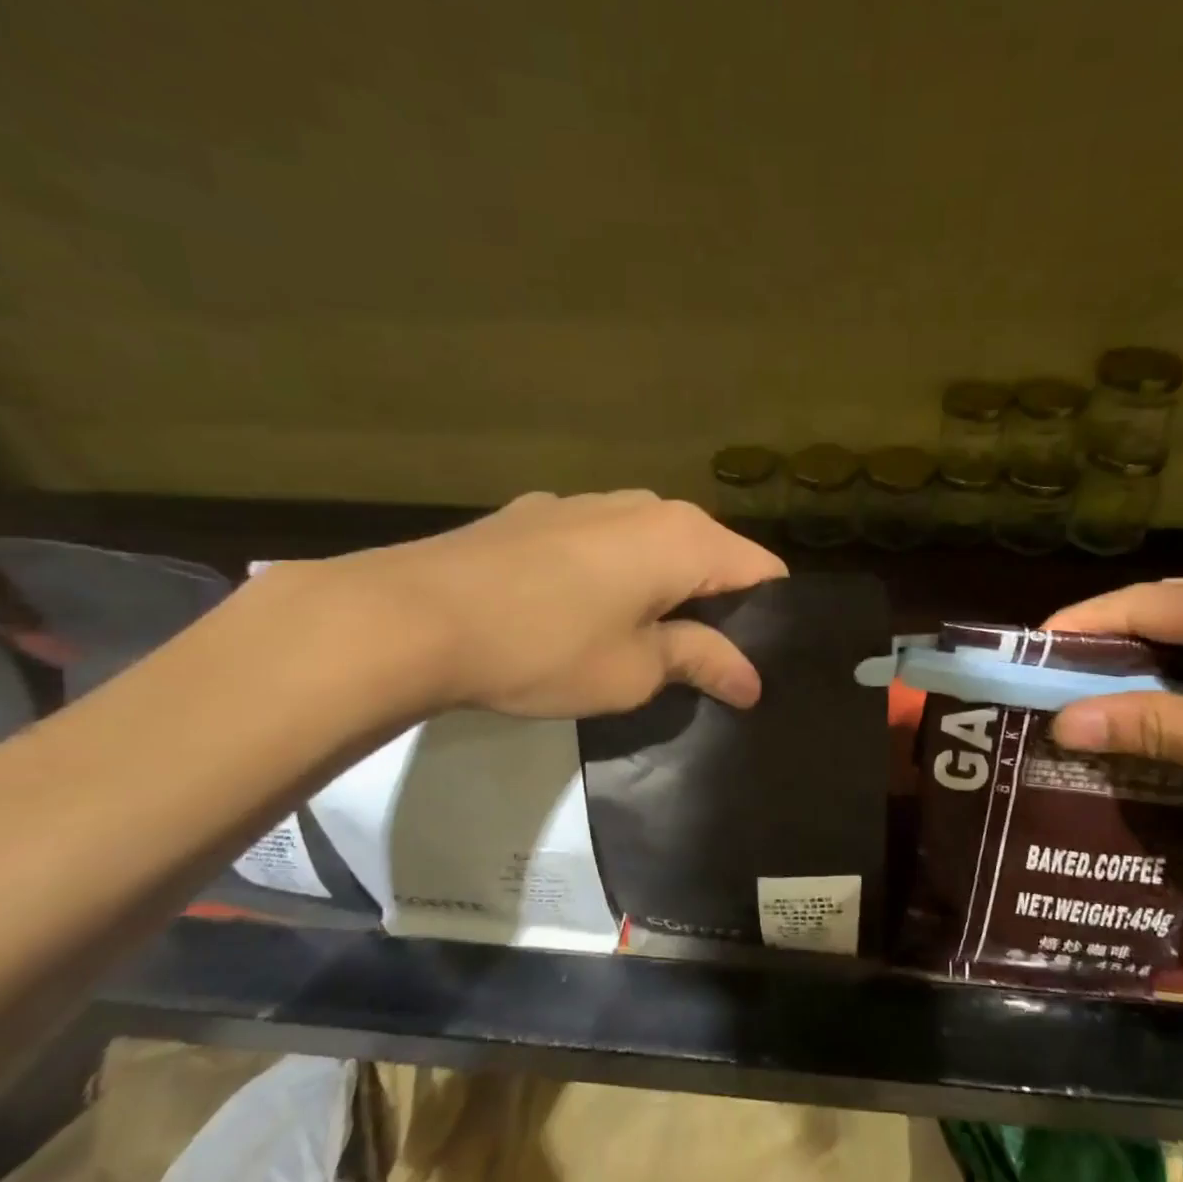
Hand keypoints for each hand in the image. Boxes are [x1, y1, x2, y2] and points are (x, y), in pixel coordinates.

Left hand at [290, 491, 786, 722]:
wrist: (413, 616)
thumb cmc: (545, 647)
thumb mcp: (635, 670)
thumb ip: (701, 661)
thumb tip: (751, 679)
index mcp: (684, 538)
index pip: (762, 572)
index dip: (769, 620)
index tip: (754, 664)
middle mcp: (645, 505)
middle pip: (708, 555)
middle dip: (713, 606)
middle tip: (700, 664)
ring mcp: (586, 502)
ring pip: (651, 546)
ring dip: (659, 589)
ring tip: (636, 641)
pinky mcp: (538, 512)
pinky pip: (601, 543)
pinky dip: (610, 575)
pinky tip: (574, 614)